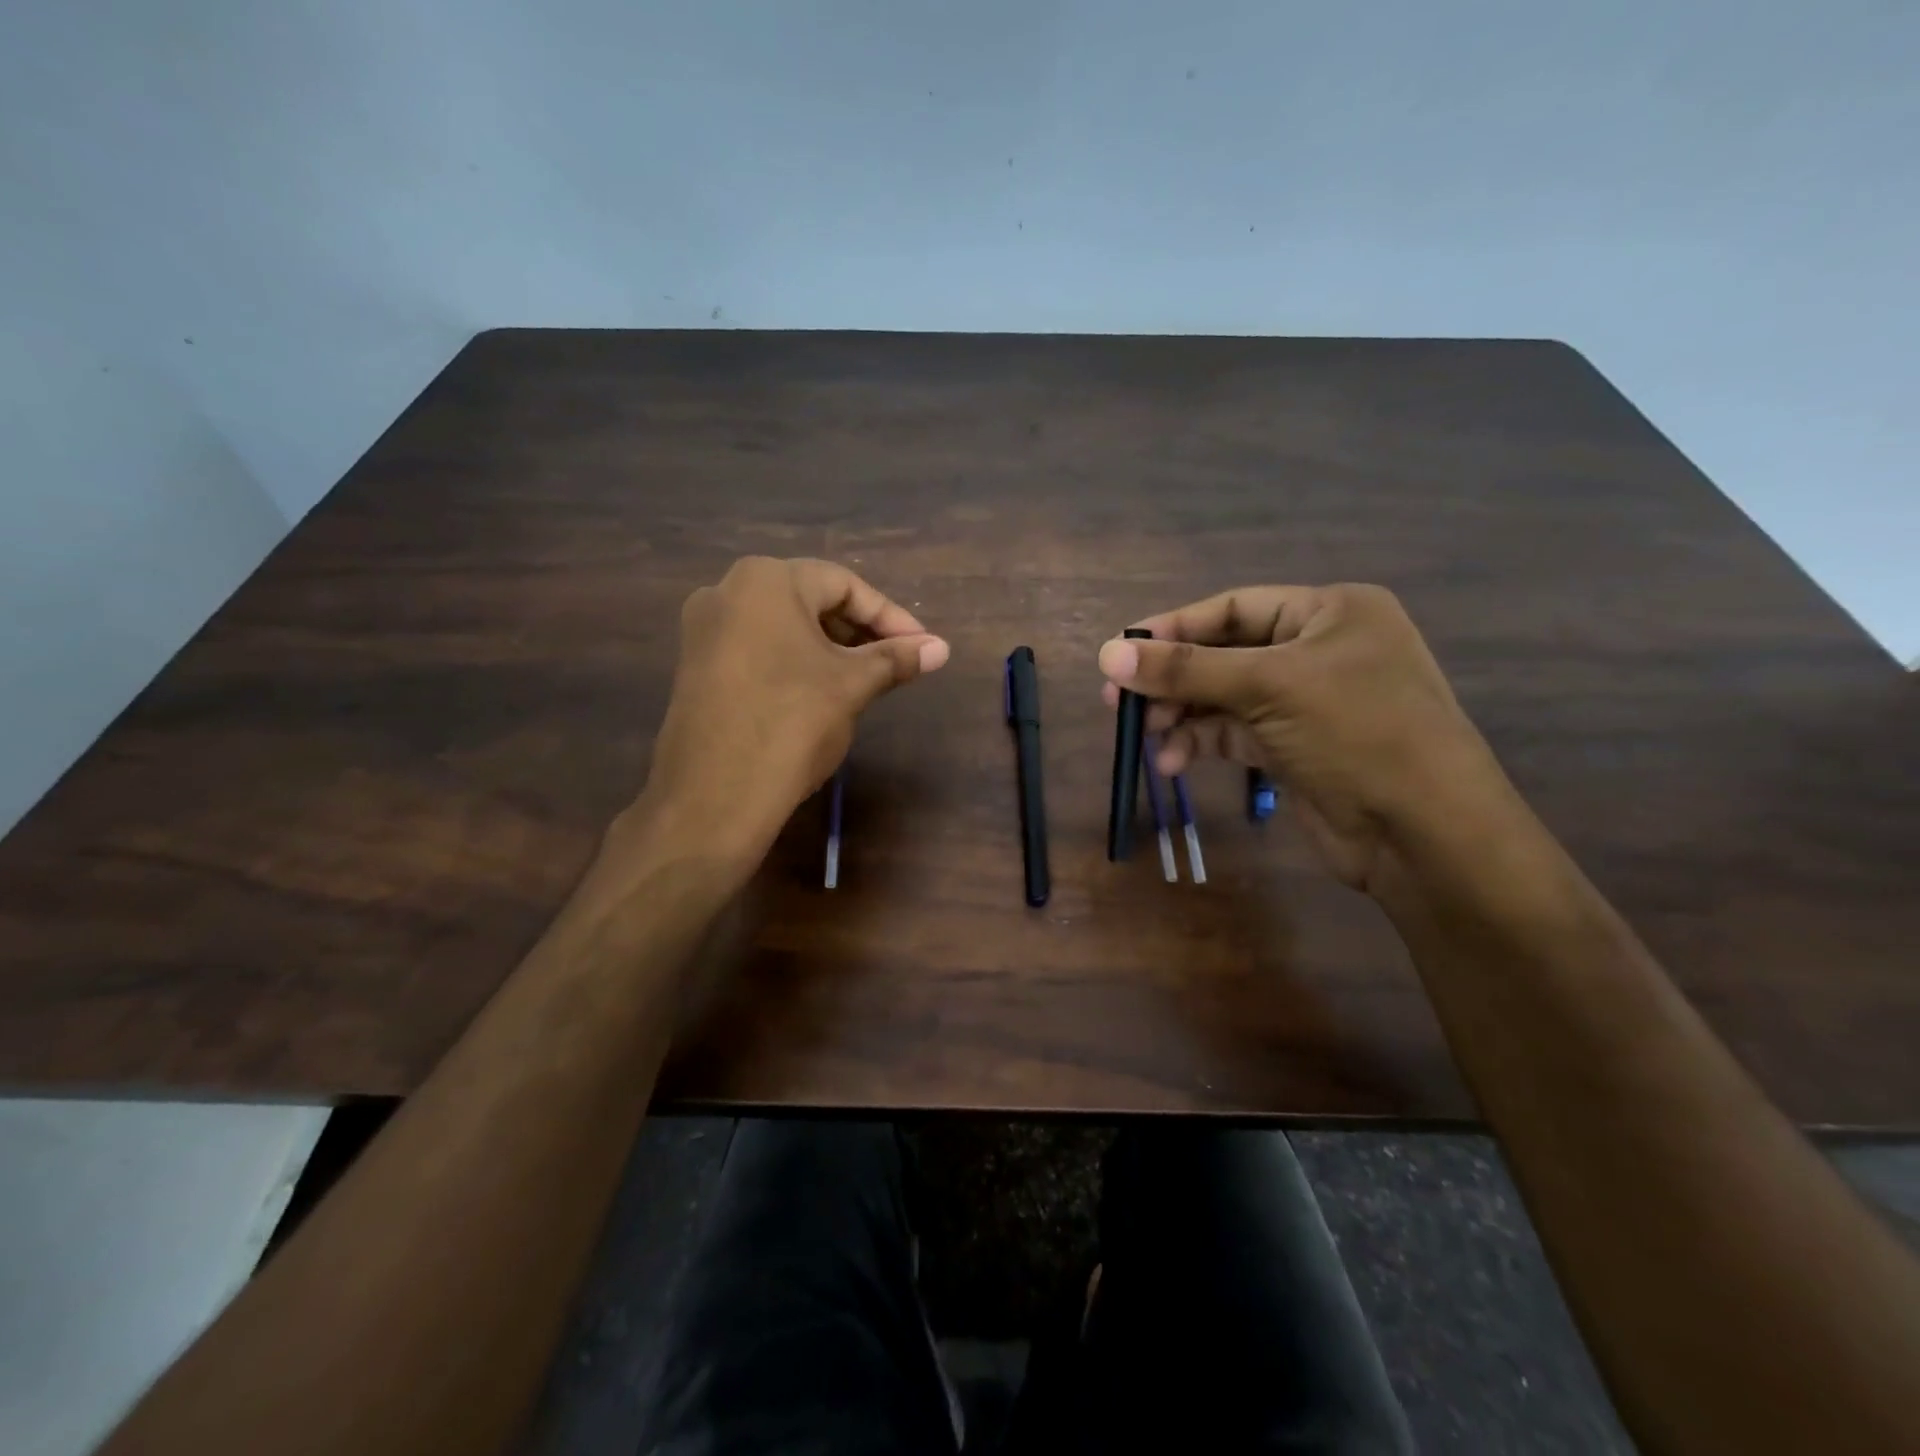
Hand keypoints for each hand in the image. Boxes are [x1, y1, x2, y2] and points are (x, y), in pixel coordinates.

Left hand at [630, 557, 948, 866]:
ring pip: (784, 627)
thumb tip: (941, 648)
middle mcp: (727, 591)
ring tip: (866, 681)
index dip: (890, 617)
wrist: (714, 798)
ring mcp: (704, 631)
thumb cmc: (791, 724)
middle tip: (897, 664)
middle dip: (860, 632)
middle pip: (811, 601)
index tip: (922, 647)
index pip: (844, 585)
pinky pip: (759, 650)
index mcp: (765, 580)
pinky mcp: (696, 667)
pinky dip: (796, 663)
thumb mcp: (852, 686)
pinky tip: (821, 694)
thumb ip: (896, 659)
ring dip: (830, 649)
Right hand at [1098, 585, 1506, 891]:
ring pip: (1223, 698)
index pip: (1233, 608)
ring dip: (1181, 715)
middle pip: (1223, 654)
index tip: (1120, 652)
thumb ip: (1185, 670)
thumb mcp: (1269, 687)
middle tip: (1118, 702)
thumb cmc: (1358, 733)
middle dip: (1172, 679)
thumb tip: (1106, 654)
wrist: (1425, 833)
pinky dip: (1200, 743)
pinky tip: (1171, 761)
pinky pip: (1233, 734)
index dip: (1174, 629)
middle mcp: (1318, 650)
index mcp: (1329, 612)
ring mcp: (1306, 702)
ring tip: (1143, 736)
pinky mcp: (1294, 748)